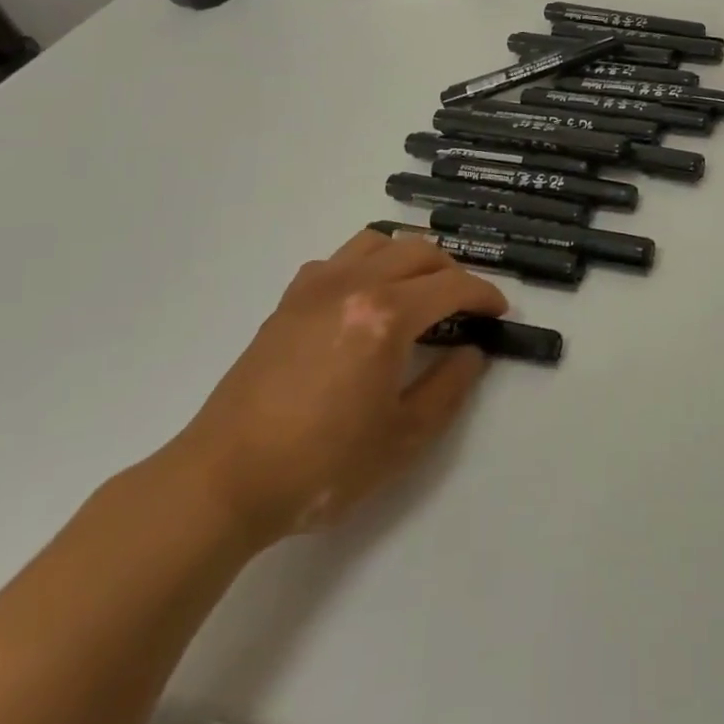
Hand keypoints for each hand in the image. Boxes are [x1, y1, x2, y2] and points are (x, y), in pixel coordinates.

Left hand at [159, 230, 508, 549]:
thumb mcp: (403, 438)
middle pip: (419, 252)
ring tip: (419, 292)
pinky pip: (340, 258)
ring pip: (379, 242)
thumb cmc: (320, 466)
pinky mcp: (288, 300)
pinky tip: (365, 300)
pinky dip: (367, 265)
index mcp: (386, 315)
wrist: (224, 481)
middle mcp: (354, 284)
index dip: (484, 294)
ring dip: (410, 258)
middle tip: (465, 306)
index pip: (451, 285)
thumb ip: (449, 387)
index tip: (499, 311)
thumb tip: (471, 352)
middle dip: (452, 272)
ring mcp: (316, 286)